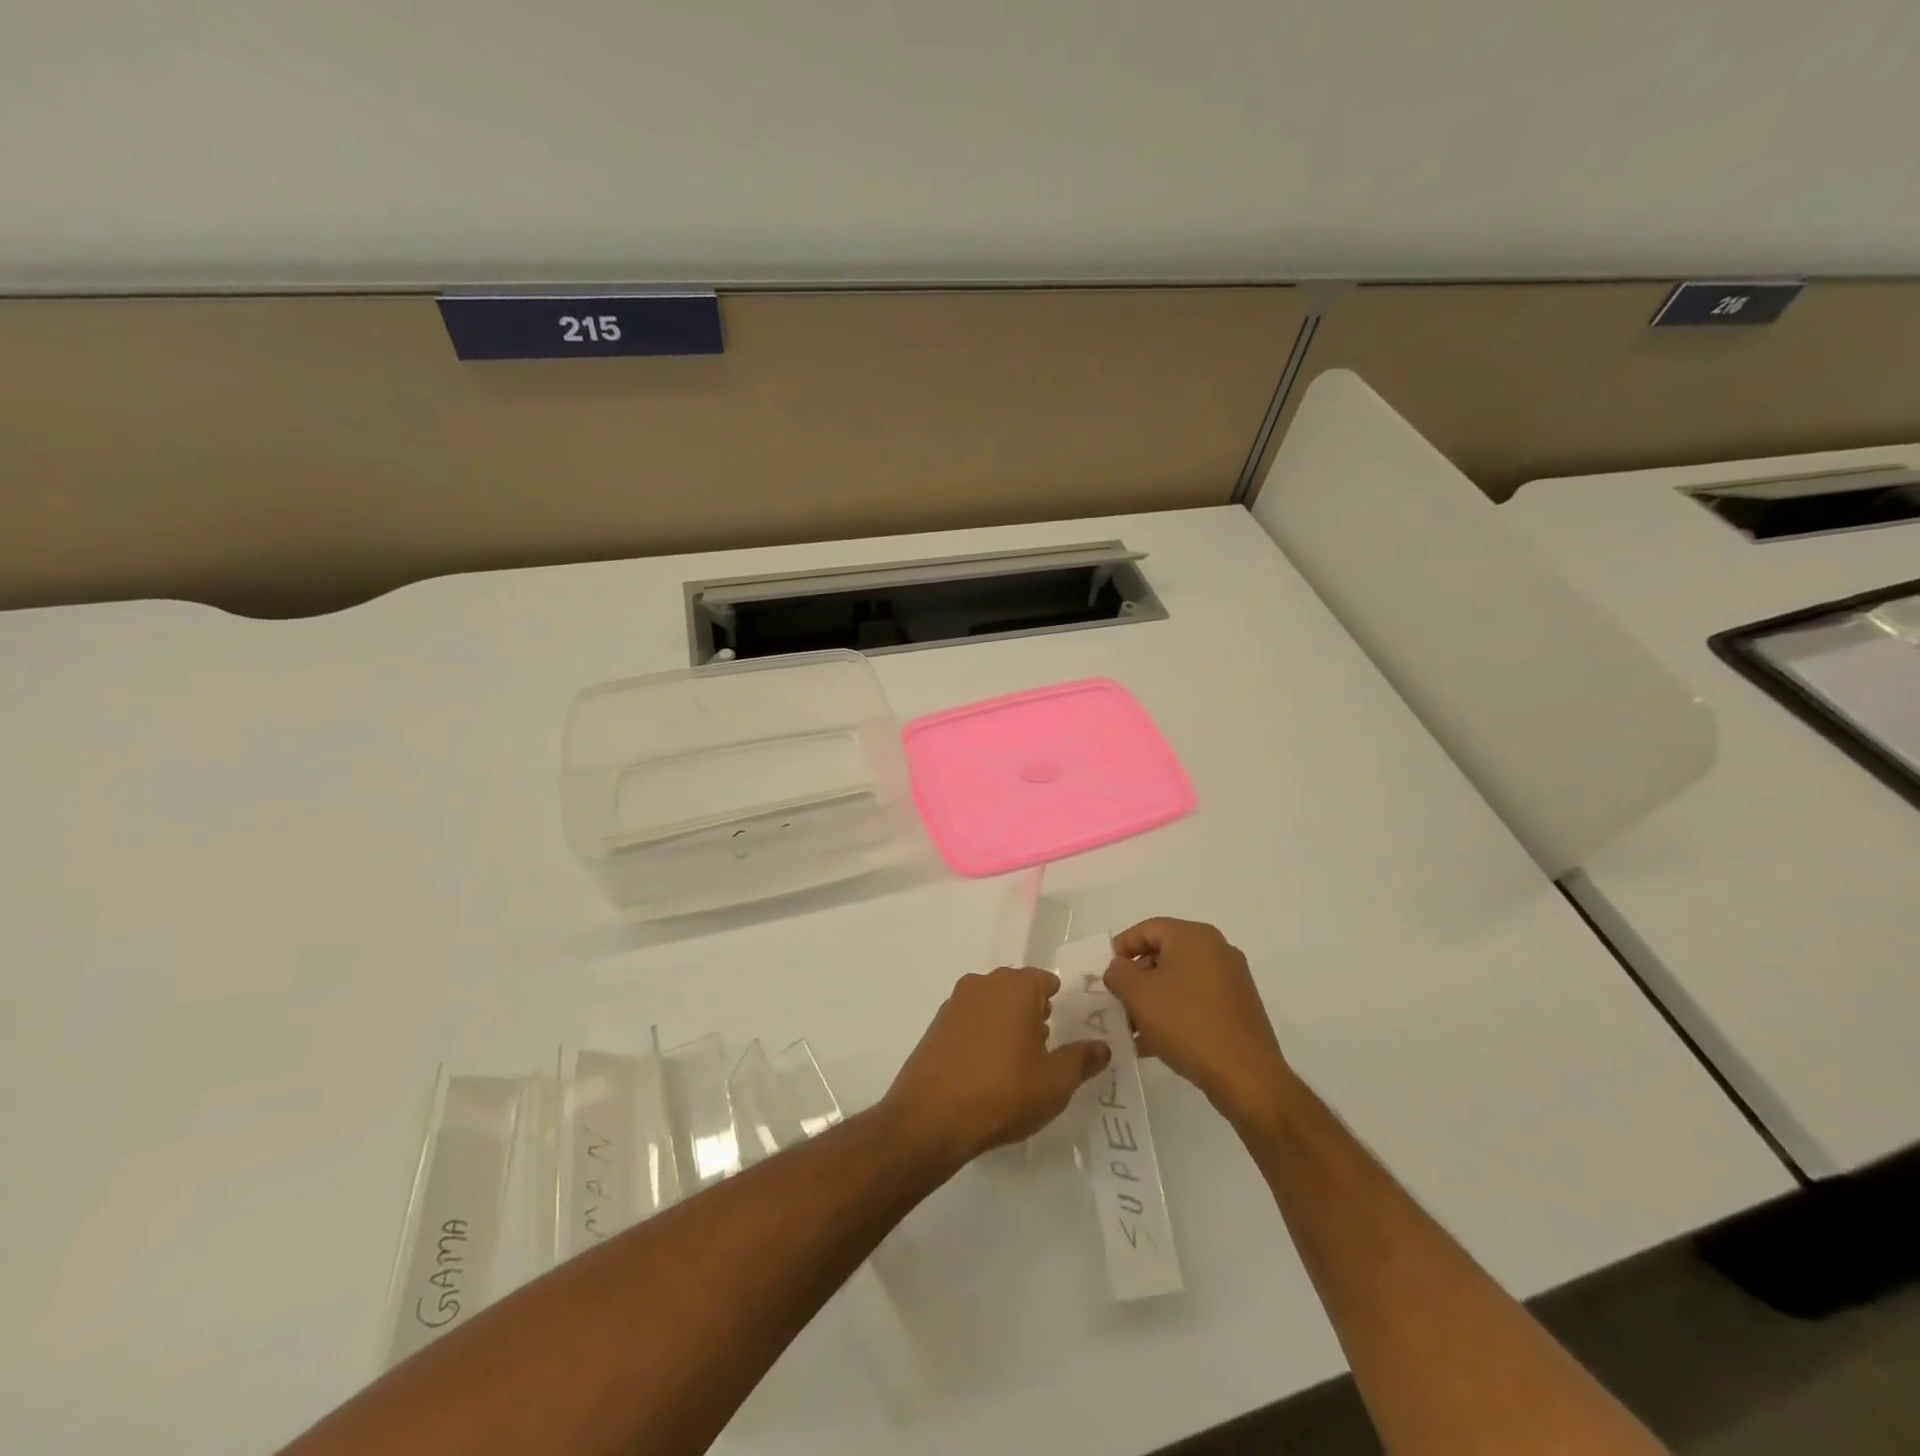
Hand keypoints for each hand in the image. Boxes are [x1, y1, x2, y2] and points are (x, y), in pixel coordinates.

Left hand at [883, 967, 1111, 1167]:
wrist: (931, 1117)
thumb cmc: (1003, 1093)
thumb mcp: (1055, 1082)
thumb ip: (1082, 1059)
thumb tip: (1102, 1046)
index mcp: (1015, 987)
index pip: (1044, 980)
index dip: (1057, 1001)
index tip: (1064, 1026)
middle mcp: (983, 984)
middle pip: (1016, 988)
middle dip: (1032, 1010)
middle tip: (1044, 1045)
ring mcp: (955, 1002)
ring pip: (991, 1003)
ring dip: (1005, 1022)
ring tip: (1017, 1060)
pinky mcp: (936, 1025)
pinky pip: (969, 1020)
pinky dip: (982, 1034)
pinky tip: (986, 1068)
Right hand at [1104, 918, 1289, 1123]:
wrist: (1246, 1077)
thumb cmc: (1187, 1024)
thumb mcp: (1138, 994)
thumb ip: (1118, 973)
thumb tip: (1120, 968)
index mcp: (1194, 936)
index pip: (1147, 929)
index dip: (1121, 948)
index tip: (1105, 975)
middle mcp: (1217, 950)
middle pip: (1163, 954)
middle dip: (1136, 979)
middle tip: (1118, 1003)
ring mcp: (1231, 980)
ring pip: (1178, 981)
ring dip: (1152, 1000)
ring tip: (1133, 1029)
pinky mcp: (1238, 1008)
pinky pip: (1196, 1001)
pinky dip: (1174, 1013)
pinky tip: (1155, 1043)